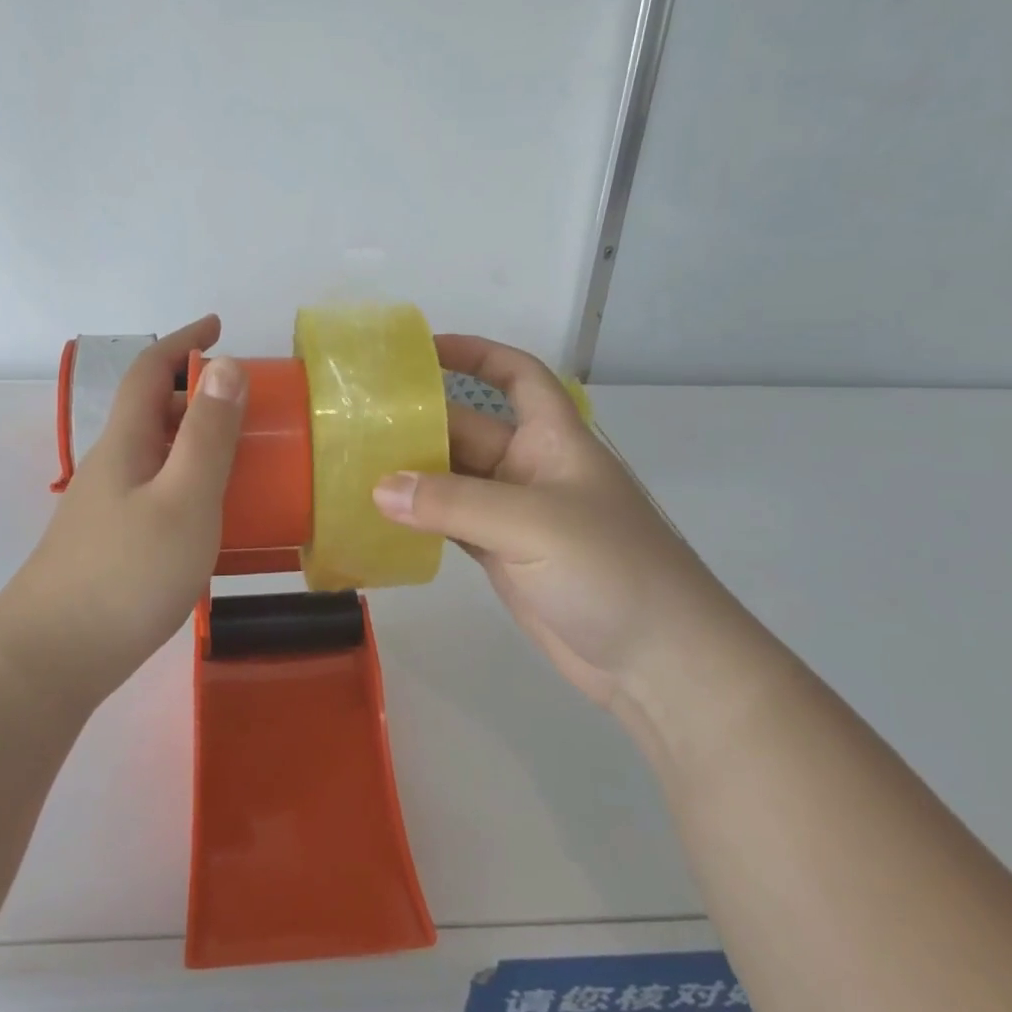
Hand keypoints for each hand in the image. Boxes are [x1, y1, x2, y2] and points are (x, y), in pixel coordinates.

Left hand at [0, 317, 246, 703]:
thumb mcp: (184, 499)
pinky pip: (158, 489)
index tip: (218, 325)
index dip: (183, 341)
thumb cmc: (125, 573)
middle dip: (198, 391)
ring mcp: (108, 507)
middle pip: (152, 409)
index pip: (149, 370)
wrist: (49, 661)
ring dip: (196, 438)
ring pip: (157, 452)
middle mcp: (112, 465)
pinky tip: (213, 515)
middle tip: (249, 402)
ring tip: (242, 455)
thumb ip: (208, 434)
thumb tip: (226, 364)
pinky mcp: (112, 542)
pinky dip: (190, 480)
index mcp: (126, 442)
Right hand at [372, 335, 732, 709]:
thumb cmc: (610, 568)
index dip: (476, 354)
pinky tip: (379, 516)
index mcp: (553, 439)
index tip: (423, 349)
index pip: (516, 376)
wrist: (658, 662)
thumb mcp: (532, 523)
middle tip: (356, 421)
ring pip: (452, 480)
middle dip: (420, 421)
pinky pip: (450, 524)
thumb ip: (453, 503)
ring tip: (352, 465)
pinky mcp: (502, 557)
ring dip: (411, 473)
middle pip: (468, 429)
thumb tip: (379, 488)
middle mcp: (530, 468)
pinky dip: (418, 518)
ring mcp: (514, 516)